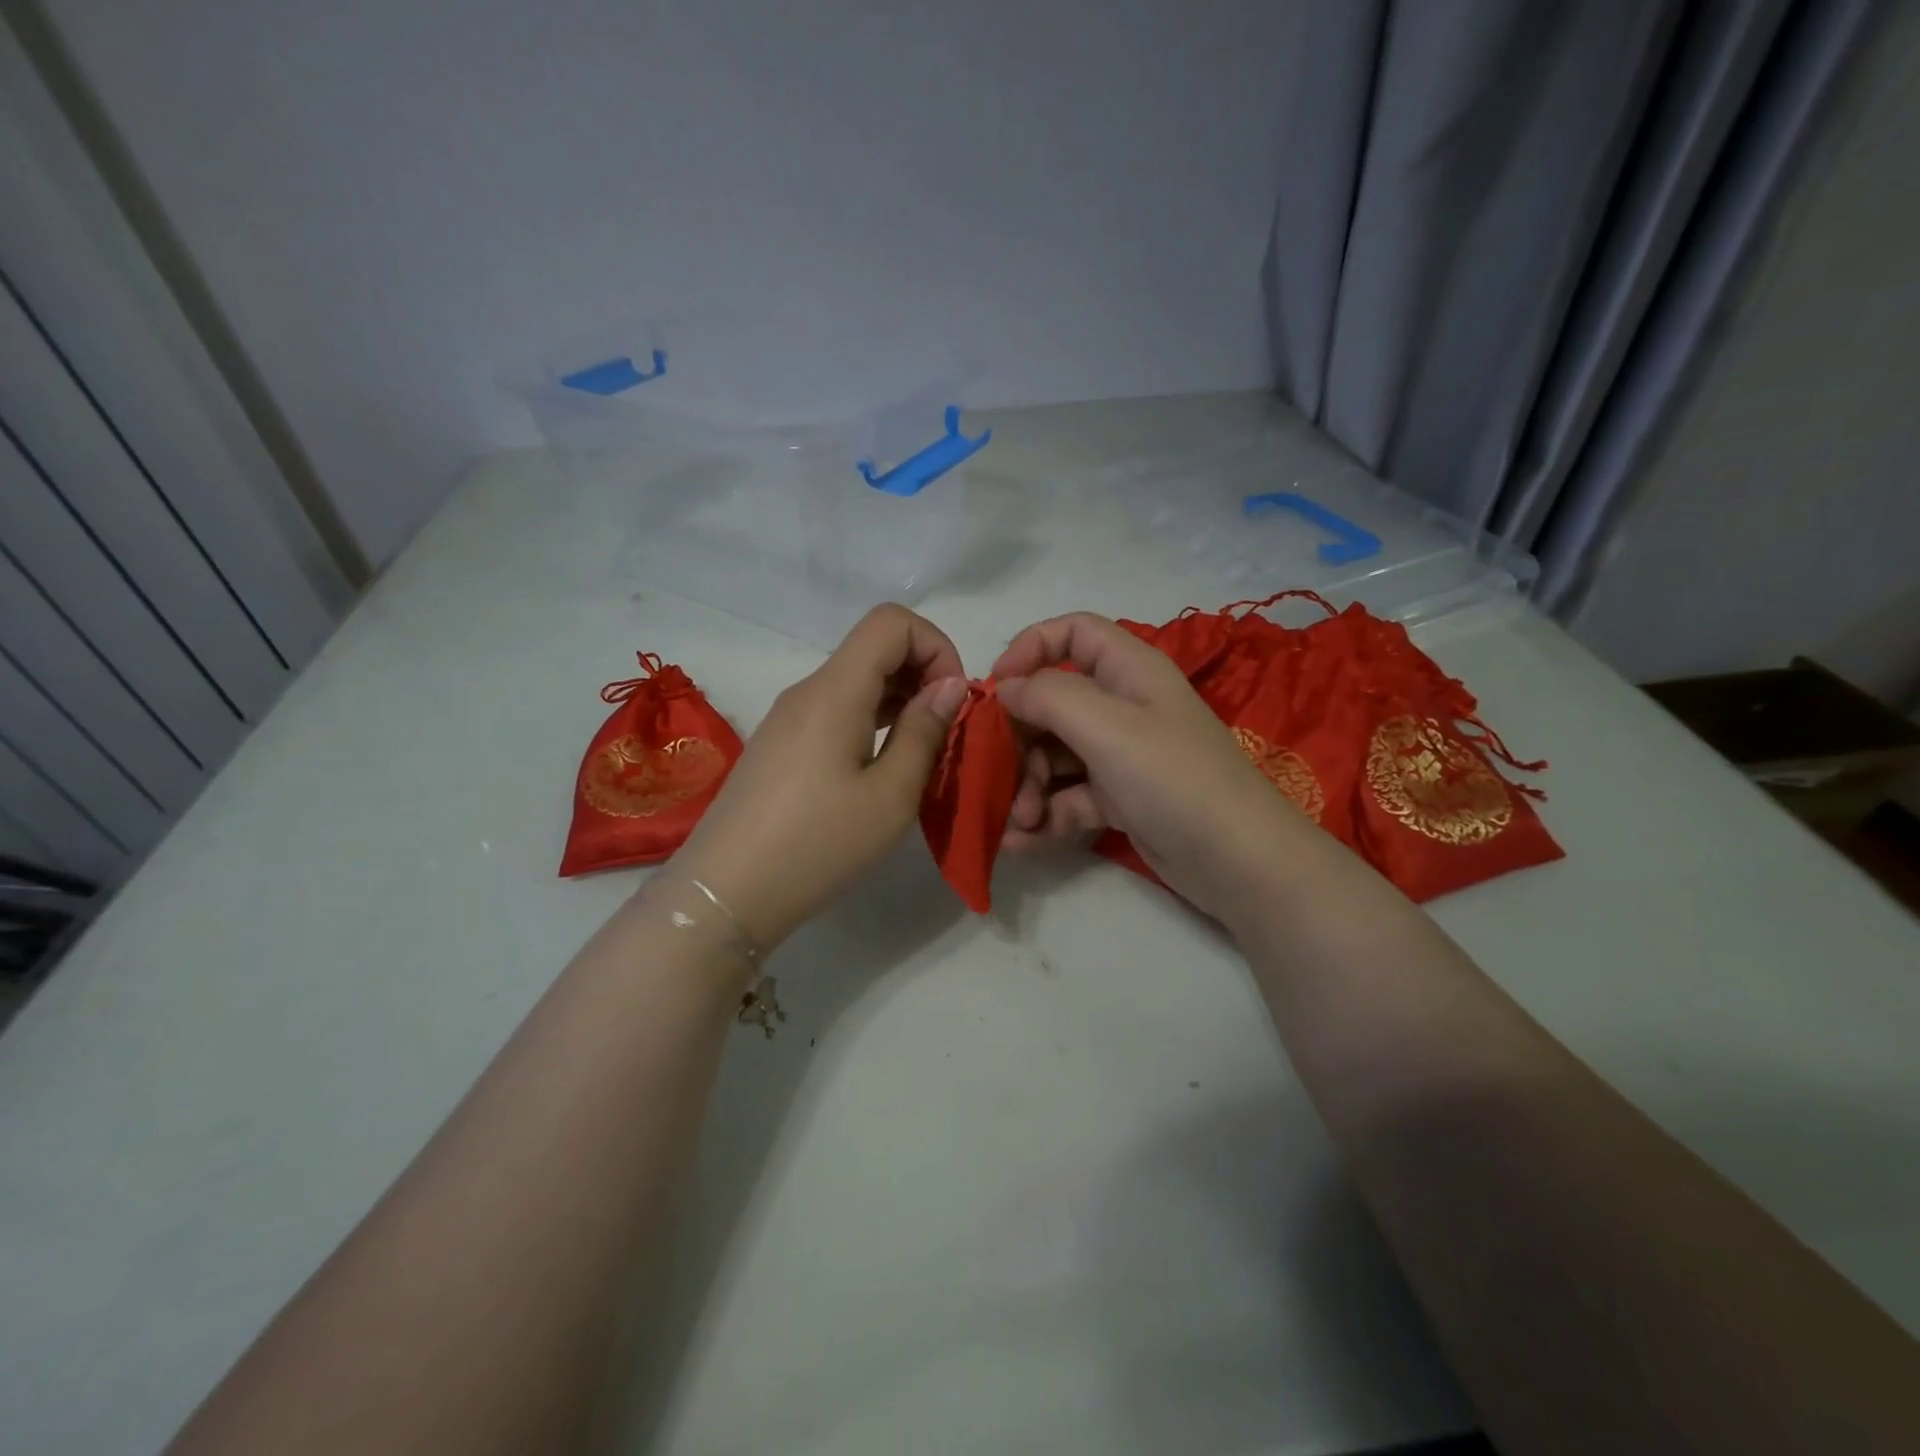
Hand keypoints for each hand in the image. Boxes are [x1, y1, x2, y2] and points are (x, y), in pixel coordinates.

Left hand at [673, 604, 967, 948]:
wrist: (726, 893)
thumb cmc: (817, 845)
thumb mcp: (890, 796)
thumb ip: (924, 732)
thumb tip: (950, 686)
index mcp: (835, 691)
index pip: (891, 621)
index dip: (936, 646)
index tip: (954, 701)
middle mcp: (809, 690)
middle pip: (875, 647)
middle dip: (924, 674)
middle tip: (948, 731)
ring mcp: (790, 717)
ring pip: (857, 680)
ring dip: (901, 701)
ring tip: (923, 752)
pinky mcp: (782, 744)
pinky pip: (838, 709)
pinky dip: (873, 720)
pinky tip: (885, 766)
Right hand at [992, 612, 1316, 925]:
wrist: (1238, 862)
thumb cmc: (1173, 778)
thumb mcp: (1107, 727)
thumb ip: (1048, 697)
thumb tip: (1006, 688)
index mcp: (1128, 670)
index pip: (1074, 633)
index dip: (1030, 648)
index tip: (996, 687)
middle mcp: (1123, 706)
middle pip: (1052, 702)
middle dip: (1020, 738)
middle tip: (999, 773)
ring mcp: (1120, 755)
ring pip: (1055, 754)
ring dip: (1027, 785)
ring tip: (1018, 822)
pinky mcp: (1118, 799)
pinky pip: (1068, 797)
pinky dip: (1044, 816)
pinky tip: (1021, 842)